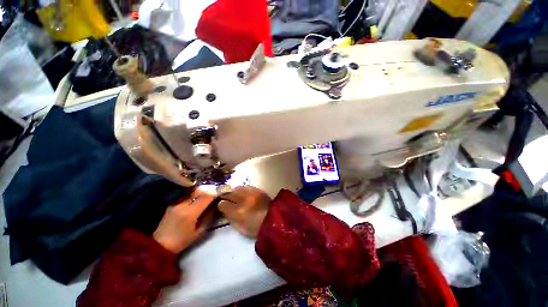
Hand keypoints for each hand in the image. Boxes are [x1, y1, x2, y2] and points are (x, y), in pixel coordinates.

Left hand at [153, 189, 215, 253]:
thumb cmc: (182, 241)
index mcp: (190, 213)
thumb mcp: (199, 231)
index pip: (206, 196)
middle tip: (216, 191)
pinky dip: (195, 194)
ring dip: (202, 191)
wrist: (160, 245)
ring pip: (193, 191)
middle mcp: (182, 204)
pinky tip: (198, 198)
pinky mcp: (173, 203)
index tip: (221, 192)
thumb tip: (216, 205)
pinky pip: (187, 195)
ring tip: (208, 194)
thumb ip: (209, 216)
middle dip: (209, 189)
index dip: (215, 192)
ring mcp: (176, 202)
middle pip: (199, 190)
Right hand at [218, 186, 270, 237]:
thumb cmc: (256, 229)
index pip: (223, 204)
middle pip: (229, 193)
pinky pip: (247, 186)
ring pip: (238, 187)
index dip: (221, 205)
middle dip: (226, 196)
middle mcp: (243, 200)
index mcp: (238, 212)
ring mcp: (252, 193)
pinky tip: (244, 193)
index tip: (222, 206)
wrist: (274, 220)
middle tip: (226, 198)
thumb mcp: (240, 228)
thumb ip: (231, 218)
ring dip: (235, 191)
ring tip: (235, 194)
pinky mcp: (258, 190)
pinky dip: (243, 189)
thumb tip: (225, 210)